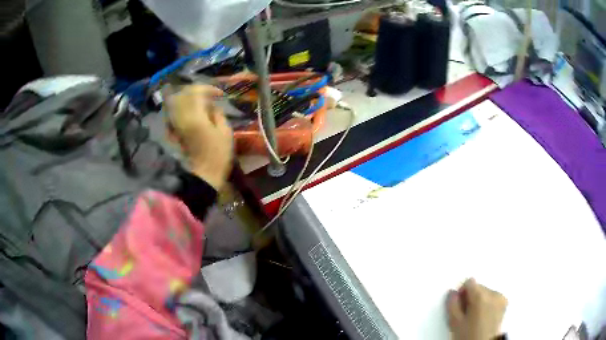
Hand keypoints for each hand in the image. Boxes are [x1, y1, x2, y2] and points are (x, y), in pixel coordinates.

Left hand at [165, 85, 232, 189]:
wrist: (203, 176)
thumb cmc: (218, 155)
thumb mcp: (225, 132)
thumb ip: (218, 114)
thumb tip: (212, 106)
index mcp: (195, 116)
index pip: (196, 91)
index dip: (208, 88)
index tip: (220, 94)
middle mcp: (181, 117)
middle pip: (183, 94)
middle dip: (196, 91)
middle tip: (209, 95)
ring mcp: (175, 124)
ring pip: (176, 102)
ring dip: (187, 98)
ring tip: (199, 102)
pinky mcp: (173, 132)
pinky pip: (173, 113)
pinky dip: (180, 108)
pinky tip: (189, 111)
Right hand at [447, 278, 507, 339]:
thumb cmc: (468, 336)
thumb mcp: (454, 323)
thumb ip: (452, 304)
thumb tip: (452, 293)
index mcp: (481, 296)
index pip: (469, 282)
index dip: (461, 292)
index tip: (459, 305)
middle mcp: (493, 293)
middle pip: (478, 287)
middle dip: (471, 298)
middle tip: (465, 314)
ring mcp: (501, 298)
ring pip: (485, 292)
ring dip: (479, 301)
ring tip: (474, 317)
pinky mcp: (505, 303)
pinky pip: (493, 297)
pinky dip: (487, 304)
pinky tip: (483, 317)